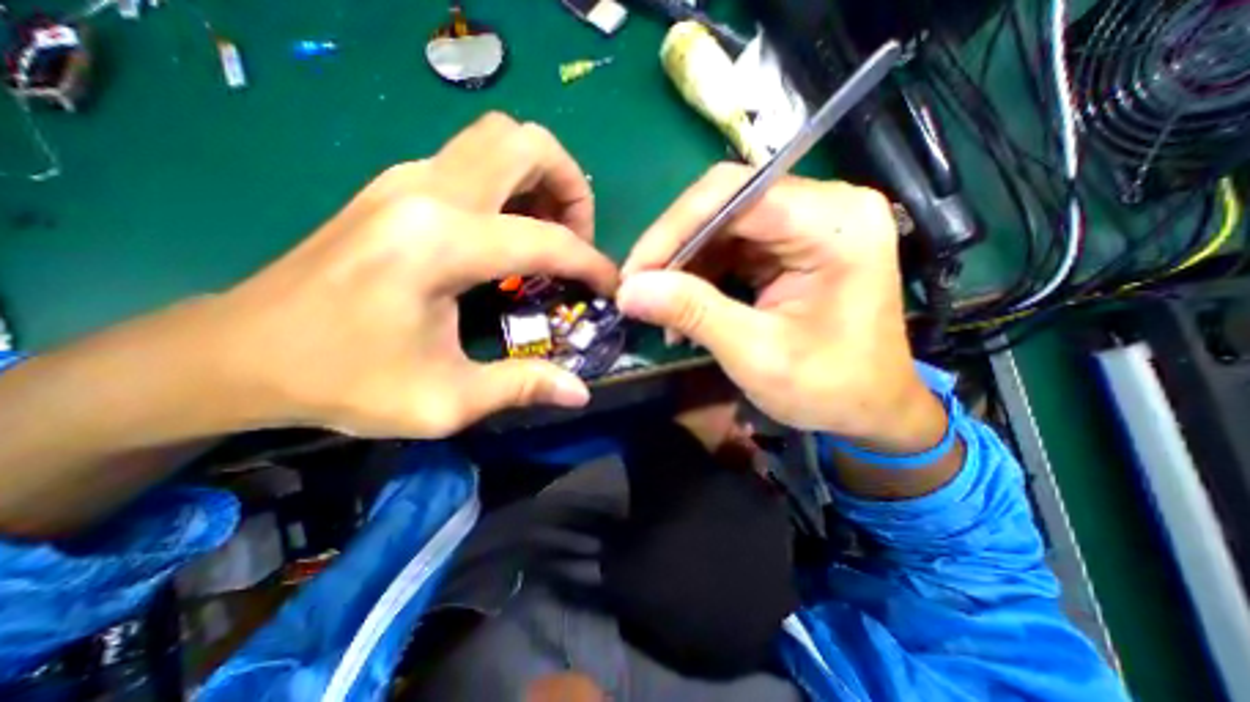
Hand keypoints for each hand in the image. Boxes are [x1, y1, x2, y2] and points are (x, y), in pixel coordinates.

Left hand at [200, 112, 614, 436]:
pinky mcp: (397, 186)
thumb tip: (581, 391)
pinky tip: (509, 234)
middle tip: (576, 238)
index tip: (609, 286)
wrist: (239, 353)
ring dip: (541, 179)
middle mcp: (427, 192)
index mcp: (440, 245)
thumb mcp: (445, 401)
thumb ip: (522, 387)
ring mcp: (407, 179)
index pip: (547, 239)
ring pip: (500, 140)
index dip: (591, 263)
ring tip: (549, 233)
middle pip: (525, 143)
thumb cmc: (343, 382)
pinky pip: (475, 160)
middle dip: (570, 187)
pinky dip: (511, 185)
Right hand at [611, 162, 941, 450]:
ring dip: (684, 265)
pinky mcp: (793, 245)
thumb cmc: (829, 388)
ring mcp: (809, 224)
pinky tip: (685, 307)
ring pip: (722, 225)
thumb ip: (693, 313)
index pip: (736, 194)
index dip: (674, 229)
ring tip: (661, 308)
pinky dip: (701, 274)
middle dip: (675, 248)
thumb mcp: (756, 354)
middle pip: (726, 203)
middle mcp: (826, 207)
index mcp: (835, 224)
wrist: (872, 409)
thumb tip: (629, 290)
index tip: (635, 273)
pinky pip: (731, 245)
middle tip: (640, 289)